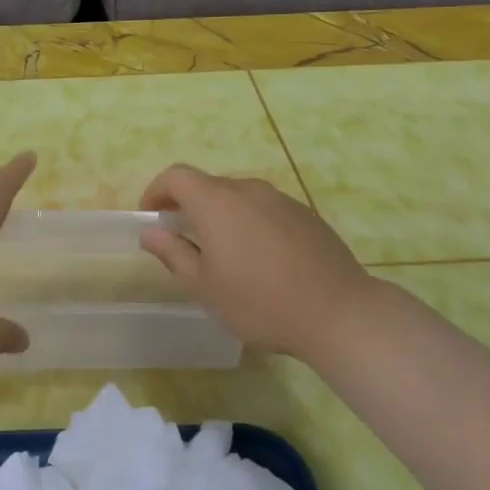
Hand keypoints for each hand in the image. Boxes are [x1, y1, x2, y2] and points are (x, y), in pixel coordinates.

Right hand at [139, 164, 389, 361]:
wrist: (339, 313)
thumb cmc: (260, 302)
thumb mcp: (205, 286)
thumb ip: (174, 253)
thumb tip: (150, 233)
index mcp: (217, 202)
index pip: (176, 176)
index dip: (157, 190)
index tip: (151, 216)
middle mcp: (248, 190)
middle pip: (208, 185)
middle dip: (188, 206)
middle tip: (183, 240)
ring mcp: (281, 199)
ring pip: (239, 197)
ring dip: (221, 216)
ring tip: (224, 253)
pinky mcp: (306, 214)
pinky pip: (266, 210)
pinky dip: (251, 223)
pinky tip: (262, 260)